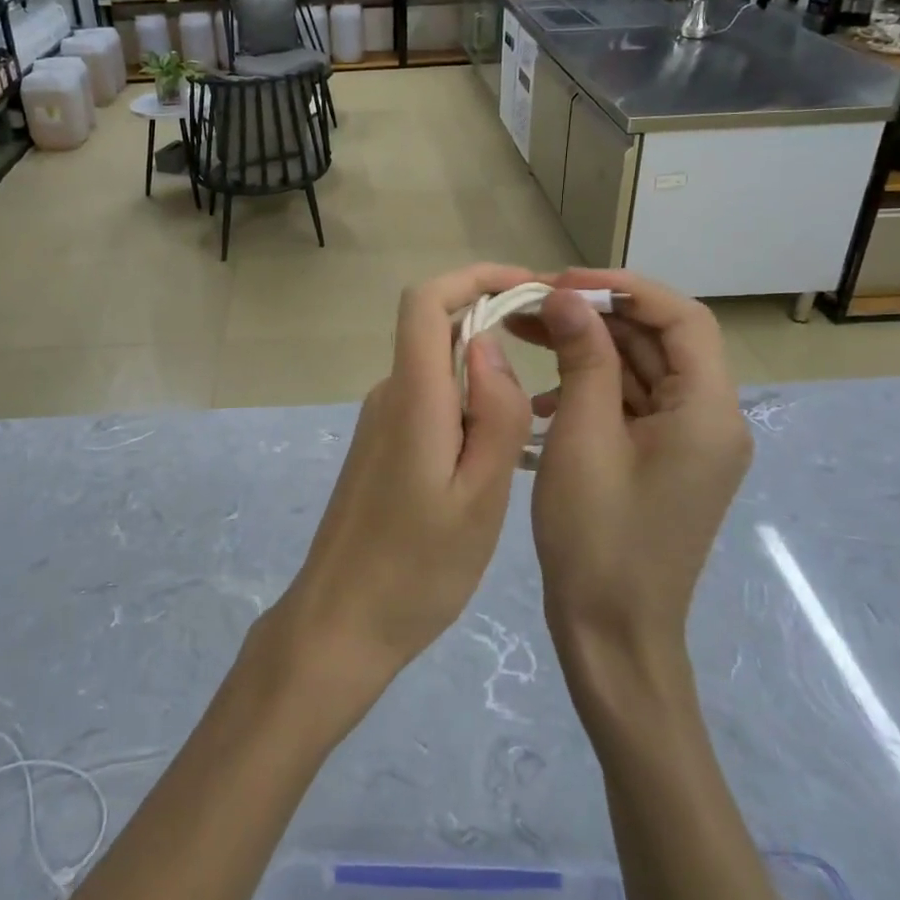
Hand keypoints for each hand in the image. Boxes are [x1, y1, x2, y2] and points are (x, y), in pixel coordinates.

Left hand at [274, 263, 535, 705]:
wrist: (341, 621)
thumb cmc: (418, 569)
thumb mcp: (480, 496)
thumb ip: (494, 412)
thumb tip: (489, 342)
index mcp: (413, 397)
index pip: (426, 300)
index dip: (476, 277)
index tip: (531, 289)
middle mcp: (390, 394)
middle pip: (436, 326)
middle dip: (495, 320)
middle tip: (558, 352)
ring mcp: (382, 419)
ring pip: (438, 367)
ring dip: (486, 368)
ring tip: (542, 406)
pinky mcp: (383, 445)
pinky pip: (430, 400)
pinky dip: (468, 401)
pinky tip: (499, 447)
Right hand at [516, 269, 751, 698]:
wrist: (613, 635)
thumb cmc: (598, 537)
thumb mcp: (583, 437)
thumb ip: (582, 358)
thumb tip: (567, 295)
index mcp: (708, 412)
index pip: (682, 318)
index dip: (623, 289)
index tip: (562, 281)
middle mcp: (710, 419)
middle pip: (658, 341)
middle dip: (595, 316)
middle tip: (531, 305)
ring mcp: (687, 442)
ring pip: (640, 370)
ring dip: (587, 349)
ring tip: (525, 334)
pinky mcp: (663, 460)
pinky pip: (630, 404)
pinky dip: (589, 387)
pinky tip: (542, 398)